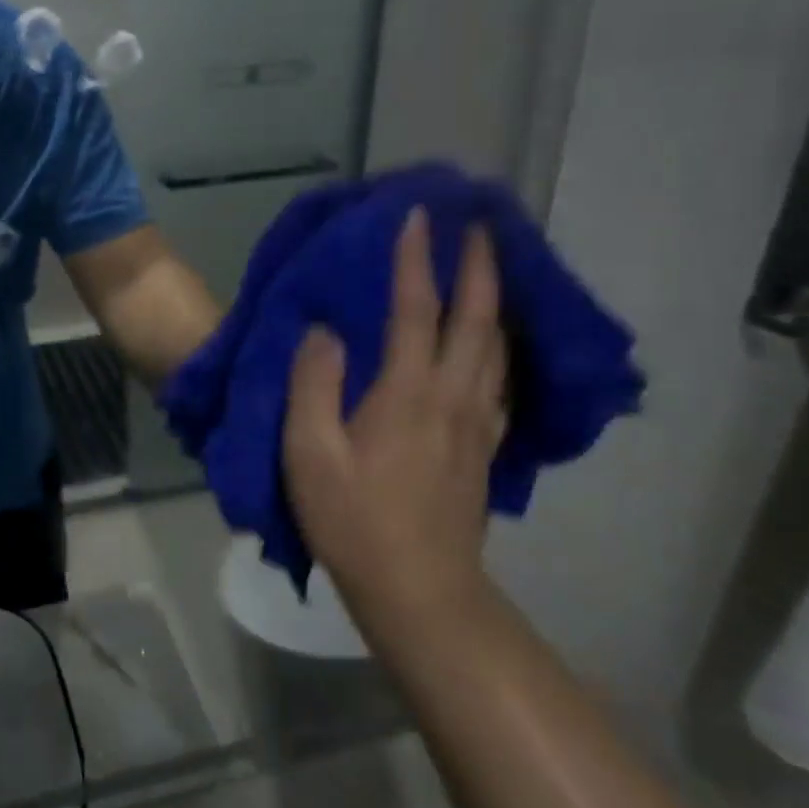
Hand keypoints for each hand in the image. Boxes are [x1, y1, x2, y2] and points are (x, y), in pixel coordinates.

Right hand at [282, 207, 507, 652]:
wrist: (420, 592)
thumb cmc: (353, 519)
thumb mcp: (309, 452)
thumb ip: (314, 383)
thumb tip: (325, 332)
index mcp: (407, 393)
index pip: (415, 309)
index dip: (416, 259)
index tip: (417, 215)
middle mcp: (453, 397)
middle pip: (476, 318)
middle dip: (479, 265)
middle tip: (479, 224)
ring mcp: (477, 423)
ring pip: (496, 346)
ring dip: (495, 299)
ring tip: (491, 268)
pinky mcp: (484, 447)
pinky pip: (499, 378)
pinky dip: (499, 343)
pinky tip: (493, 341)